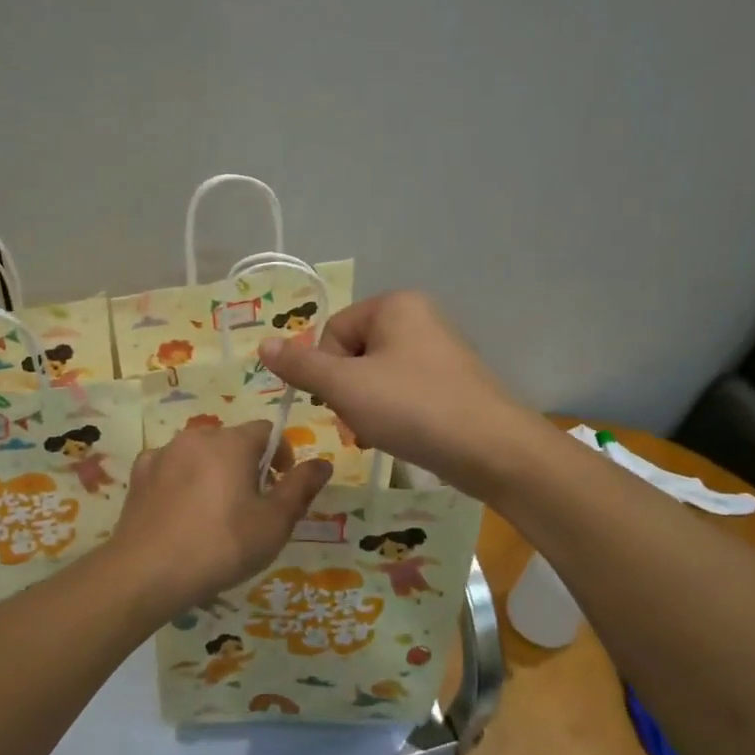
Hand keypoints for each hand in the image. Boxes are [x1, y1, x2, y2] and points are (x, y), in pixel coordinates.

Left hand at [109, 421, 333, 615]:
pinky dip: (181, 483)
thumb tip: (323, 463)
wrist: (146, 573)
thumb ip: (301, 488)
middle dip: (247, 466)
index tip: (281, 489)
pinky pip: (170, 469)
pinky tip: (181, 515)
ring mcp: (162, 454)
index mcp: (231, 442)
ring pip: (200, 455)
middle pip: (232, 441)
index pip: (267, 431)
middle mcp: (196, 437)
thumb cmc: (221, 546)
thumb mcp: (274, 523)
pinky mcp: (138, 475)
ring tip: (214, 516)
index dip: (281, 456)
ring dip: (214, 473)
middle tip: (251, 508)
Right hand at [258, 291, 536, 498]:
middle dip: (347, 393)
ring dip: (366, 409)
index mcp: (394, 305)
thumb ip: (301, 365)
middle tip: (359, 422)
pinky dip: (393, 415)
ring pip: (376, 379)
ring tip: (380, 434)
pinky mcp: (450, 383)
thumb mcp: (346, 386)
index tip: (339, 400)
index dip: (326, 370)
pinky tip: (400, 437)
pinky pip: (403, 393)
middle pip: (353, 355)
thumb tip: (263, 344)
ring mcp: (438, 351)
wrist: (491, 449)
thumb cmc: (412, 407)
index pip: (333, 332)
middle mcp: (418, 318)